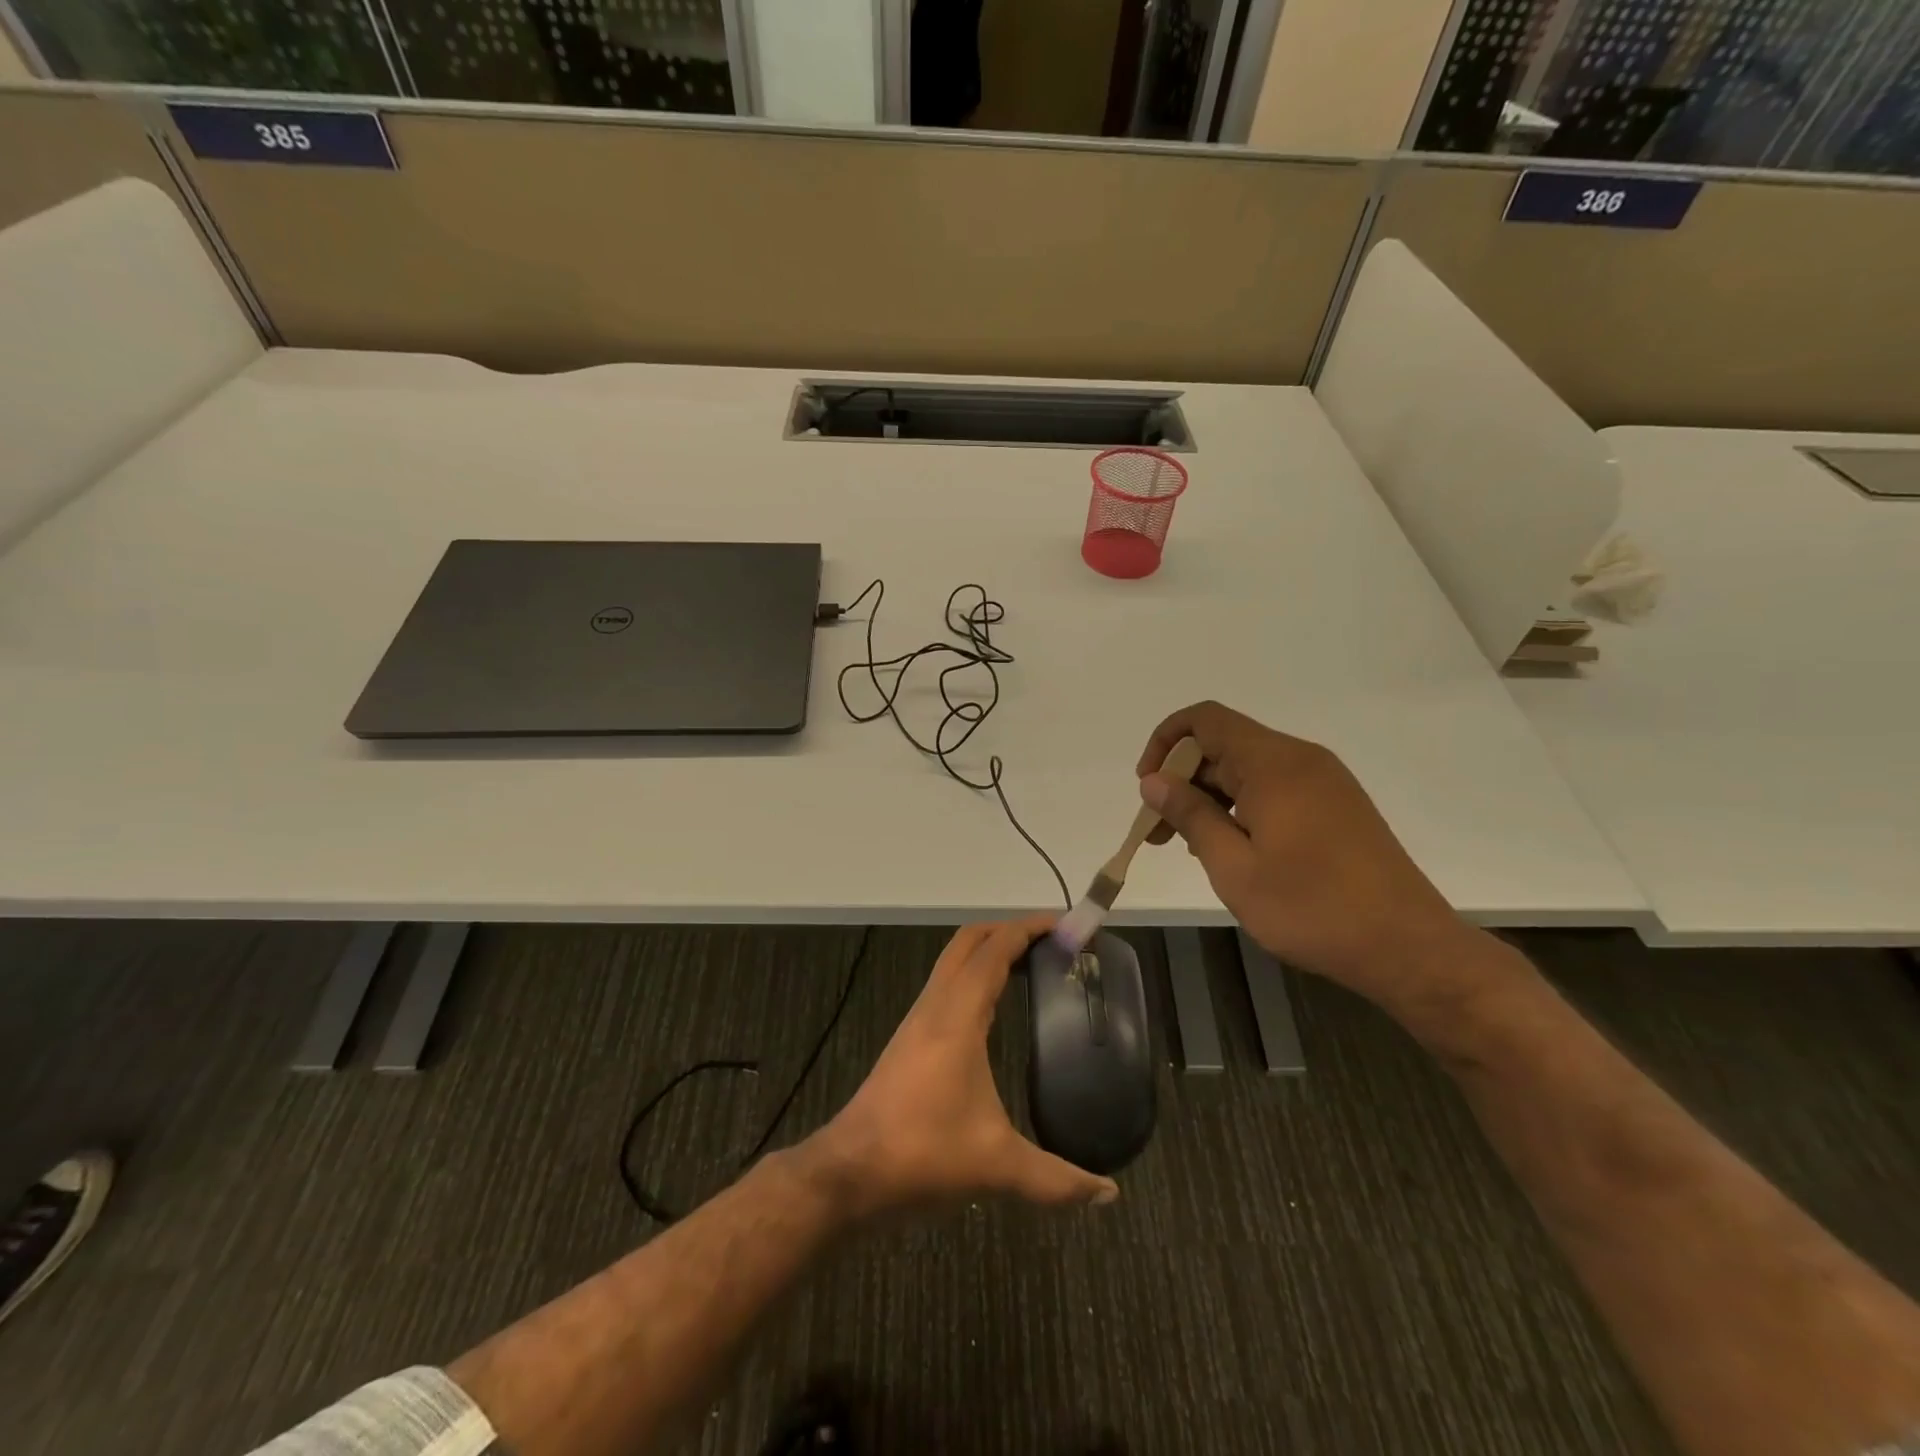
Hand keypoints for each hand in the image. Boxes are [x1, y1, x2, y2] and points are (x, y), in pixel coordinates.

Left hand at [807, 916, 1119, 1217]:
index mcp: (957, 1016)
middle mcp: (935, 1005)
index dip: (1030, 929)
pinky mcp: (909, 1038)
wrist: (850, 1172)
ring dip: (988, 951)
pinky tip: (993, 1008)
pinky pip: (946, 985)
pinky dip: (973, 976)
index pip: (994, 949)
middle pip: (969, 941)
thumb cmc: (922, 1154)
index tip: (1066, 926)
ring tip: (1030, 966)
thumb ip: (1056, 1179)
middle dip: (1009, 930)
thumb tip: (1108, 1193)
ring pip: (953, 961)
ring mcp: (918, 1020)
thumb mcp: (997, 1166)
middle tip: (1052, 942)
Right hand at [1137, 701, 1469, 1001]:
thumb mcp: (1233, 866)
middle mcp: (1300, 759)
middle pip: (1224, 745)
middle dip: (1182, 779)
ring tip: (1191, 847)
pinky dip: (1240, 807)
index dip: (1165, 742)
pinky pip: (1274, 789)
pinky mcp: (1337, 806)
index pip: (1205, 719)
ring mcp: (1324, 782)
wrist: (1407, 946)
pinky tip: (1233, 850)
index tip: (1148, 787)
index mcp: (1273, 763)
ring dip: (1210, 797)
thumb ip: (1190, 815)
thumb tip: (1154, 780)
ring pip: (1248, 770)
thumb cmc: (1311, 907)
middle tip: (1160, 833)